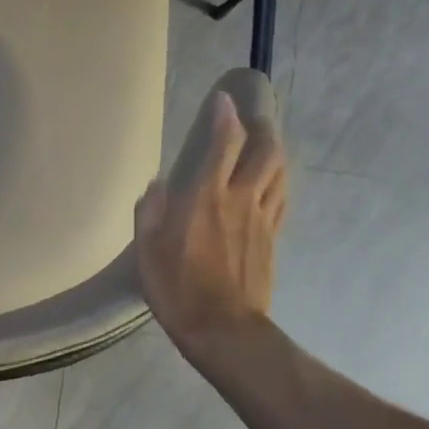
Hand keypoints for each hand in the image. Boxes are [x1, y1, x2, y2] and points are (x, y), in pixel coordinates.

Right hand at [134, 91, 287, 351]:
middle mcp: (239, 199)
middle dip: (261, 126)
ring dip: (276, 149)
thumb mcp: (147, 251)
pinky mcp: (272, 237)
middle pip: (264, 150)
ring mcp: (262, 218)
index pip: (224, 143)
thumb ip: (150, 213)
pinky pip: (281, 196)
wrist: (223, 328)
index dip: (225, 117)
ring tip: (266, 142)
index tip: (223, 100)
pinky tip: (271, 181)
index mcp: (205, 198)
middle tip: (252, 116)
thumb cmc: (177, 289)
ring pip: (279, 170)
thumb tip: (157, 185)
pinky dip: (278, 179)